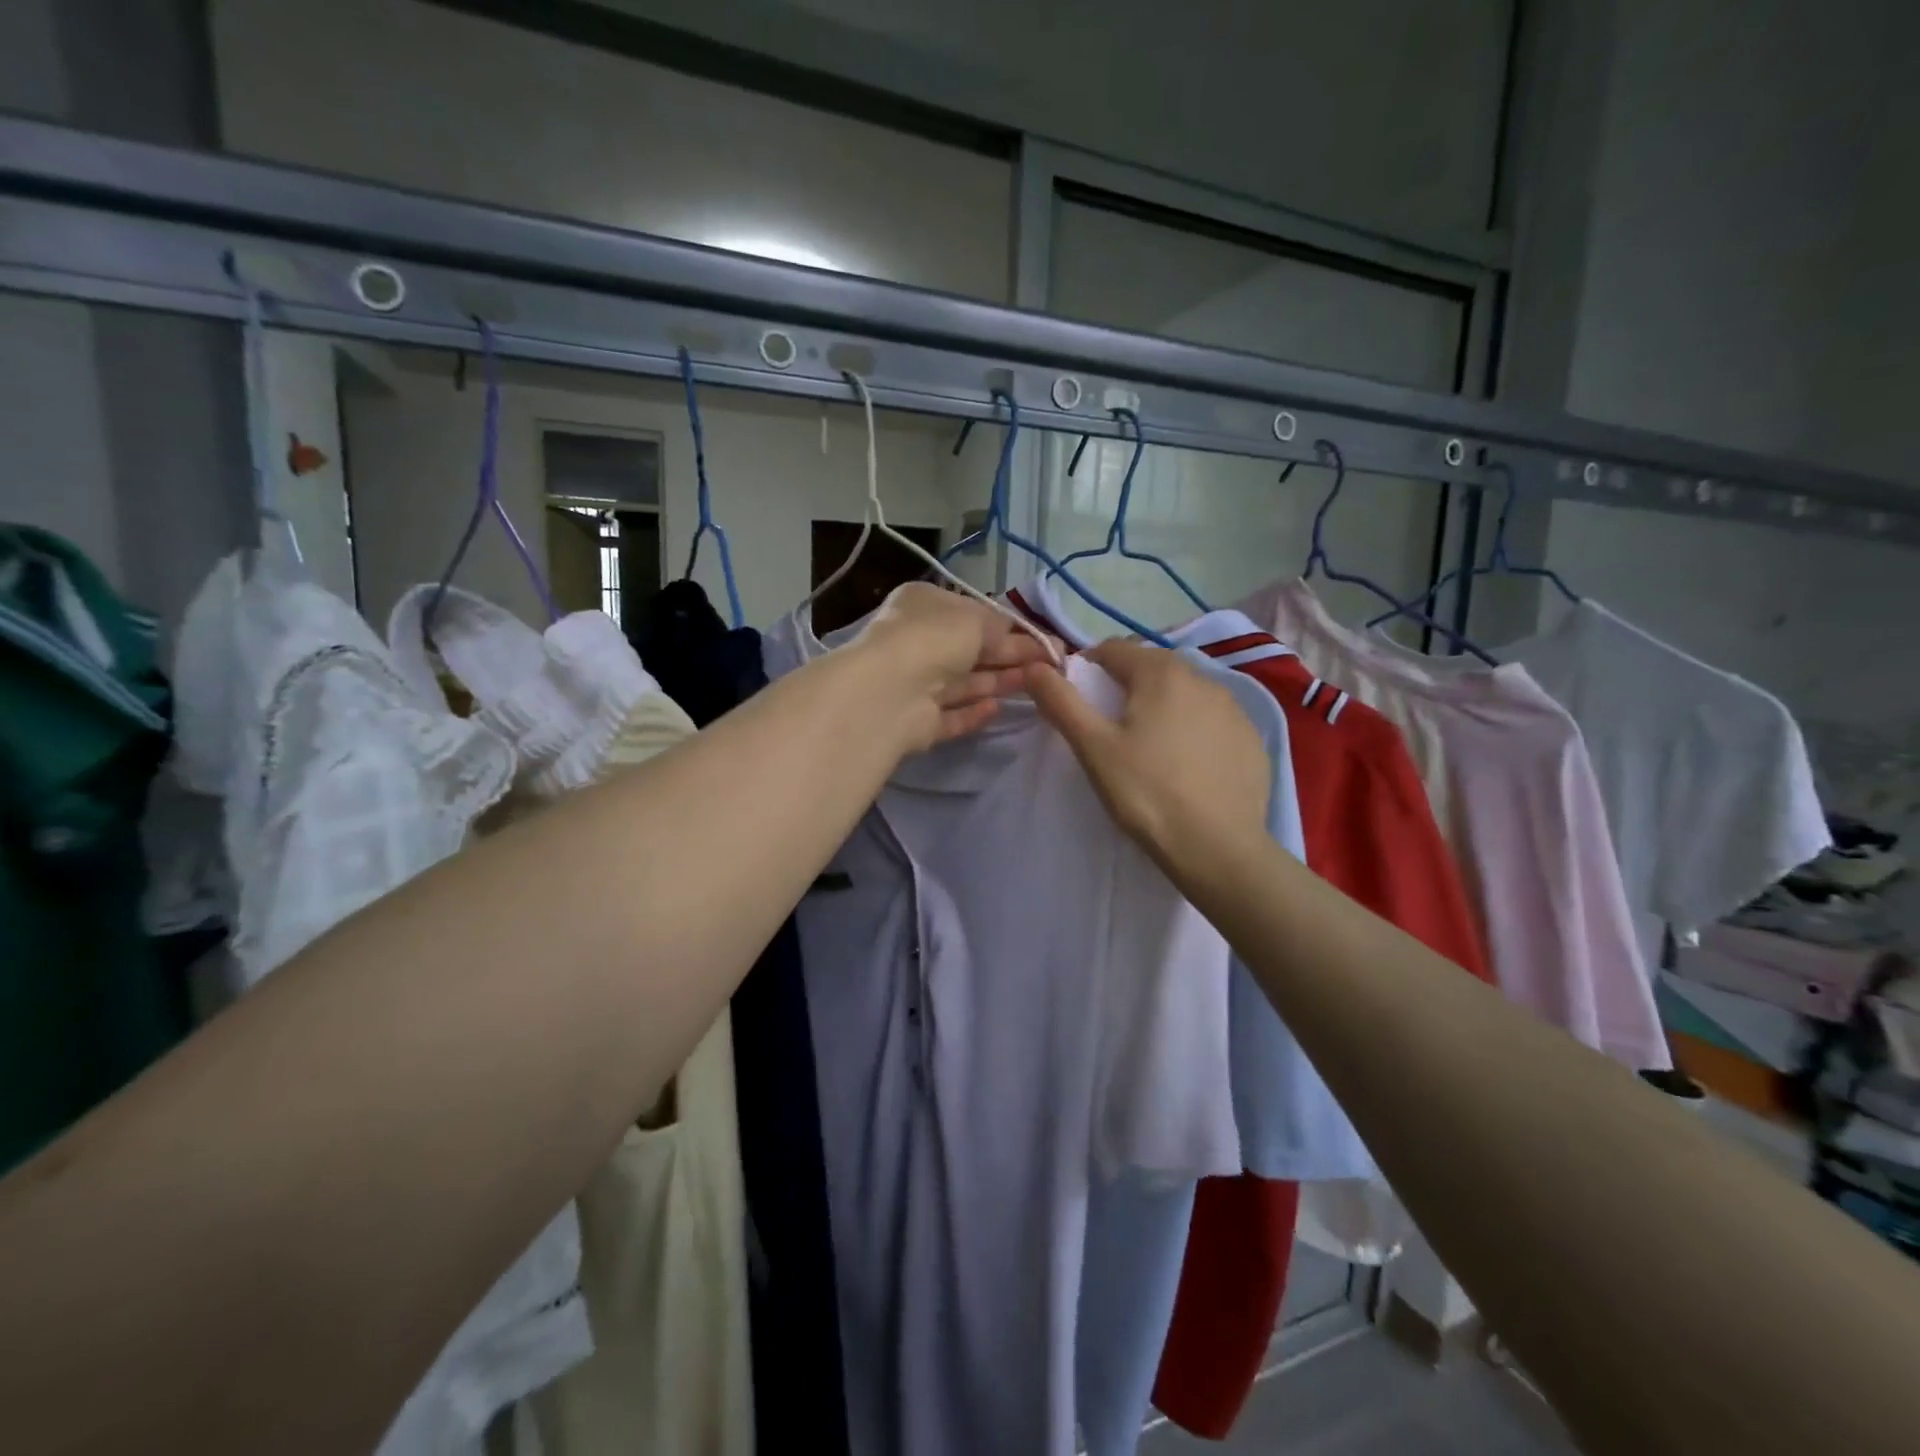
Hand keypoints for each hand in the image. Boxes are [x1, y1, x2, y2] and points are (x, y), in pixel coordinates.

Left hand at [853, 582, 1059, 748]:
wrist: (890, 692)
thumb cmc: (933, 639)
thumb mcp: (975, 619)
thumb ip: (1000, 626)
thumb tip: (1016, 634)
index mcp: (923, 606)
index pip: (971, 614)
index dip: (1009, 627)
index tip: (1044, 639)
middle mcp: (916, 642)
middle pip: (971, 650)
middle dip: (1011, 655)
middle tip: (1053, 664)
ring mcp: (914, 685)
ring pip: (963, 683)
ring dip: (999, 681)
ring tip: (1039, 685)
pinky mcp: (916, 722)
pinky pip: (951, 716)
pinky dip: (974, 713)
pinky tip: (999, 710)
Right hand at [1025, 640, 1270, 875]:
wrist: (1218, 847)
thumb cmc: (1146, 792)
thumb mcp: (1093, 747)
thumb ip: (1061, 702)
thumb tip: (1035, 666)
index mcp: (1161, 672)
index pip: (1113, 649)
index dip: (1088, 669)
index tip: (1079, 704)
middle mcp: (1204, 678)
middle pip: (1151, 669)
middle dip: (1126, 688)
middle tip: (1112, 732)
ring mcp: (1235, 709)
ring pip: (1185, 694)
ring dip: (1163, 708)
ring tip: (1150, 751)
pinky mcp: (1252, 739)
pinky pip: (1212, 722)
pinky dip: (1194, 732)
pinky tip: (1186, 768)